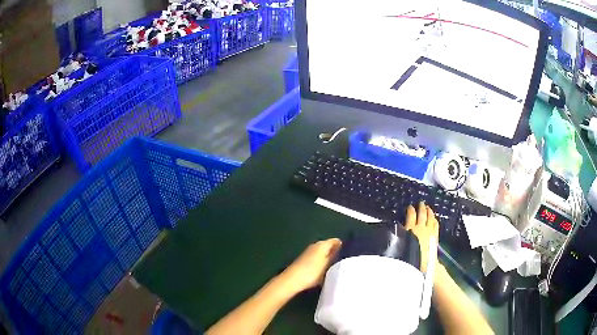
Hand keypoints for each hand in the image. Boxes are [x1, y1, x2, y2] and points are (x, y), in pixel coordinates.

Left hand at [281, 238, 341, 293]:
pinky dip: (321, 262)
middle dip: (335, 252)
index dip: (343, 246)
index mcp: (322, 244)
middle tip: (344, 262)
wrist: (292, 280)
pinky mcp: (304, 260)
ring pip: (323, 252)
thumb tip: (340, 246)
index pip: (336, 241)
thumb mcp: (327, 264)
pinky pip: (317, 258)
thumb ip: (334, 255)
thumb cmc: (312, 272)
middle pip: (329, 246)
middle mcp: (315, 245)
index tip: (348, 255)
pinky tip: (324, 270)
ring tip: (336, 267)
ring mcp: (309, 252)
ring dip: (328, 258)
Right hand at [405, 202, 438, 272]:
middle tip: (421, 203)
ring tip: (428, 208)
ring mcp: (429, 231)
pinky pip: (435, 224)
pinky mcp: (435, 236)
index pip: (411, 215)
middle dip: (421, 207)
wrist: (423, 265)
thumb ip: (400, 235)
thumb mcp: (401, 245)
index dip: (410, 209)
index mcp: (410, 228)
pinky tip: (434, 218)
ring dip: (429, 211)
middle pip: (421, 214)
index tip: (409, 207)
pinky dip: (434, 219)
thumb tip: (398, 228)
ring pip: (430, 217)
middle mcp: (420, 228)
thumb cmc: (410, 257)